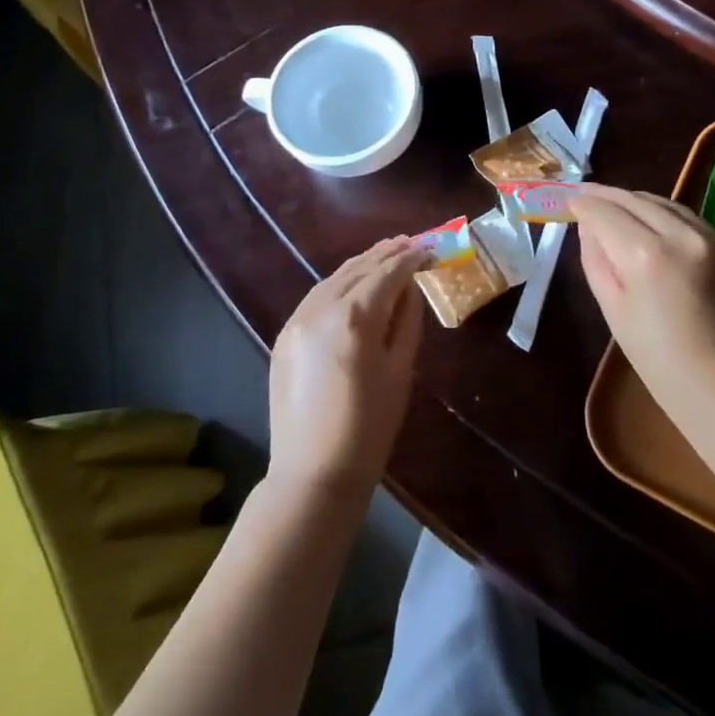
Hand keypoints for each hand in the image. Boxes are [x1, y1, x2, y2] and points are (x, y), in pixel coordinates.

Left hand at [268, 236, 427, 504]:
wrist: (313, 474)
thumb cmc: (370, 428)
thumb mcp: (400, 371)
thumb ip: (406, 321)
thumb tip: (409, 288)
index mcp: (355, 317)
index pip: (387, 273)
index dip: (411, 259)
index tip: (430, 250)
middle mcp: (321, 308)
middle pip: (358, 268)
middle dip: (386, 253)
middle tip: (411, 242)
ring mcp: (297, 320)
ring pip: (333, 277)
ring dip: (361, 264)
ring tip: (385, 253)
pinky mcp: (284, 336)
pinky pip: (316, 297)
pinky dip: (338, 283)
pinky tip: (353, 282)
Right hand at [567, 185, 714, 416]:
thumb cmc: (659, 362)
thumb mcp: (613, 310)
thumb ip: (596, 259)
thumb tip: (588, 226)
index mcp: (646, 256)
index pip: (605, 213)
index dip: (583, 205)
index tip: (569, 202)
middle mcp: (682, 236)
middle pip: (636, 199)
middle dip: (607, 195)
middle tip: (586, 195)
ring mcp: (713, 238)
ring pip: (666, 203)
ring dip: (637, 201)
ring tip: (617, 205)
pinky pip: (691, 220)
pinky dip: (666, 216)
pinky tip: (654, 224)